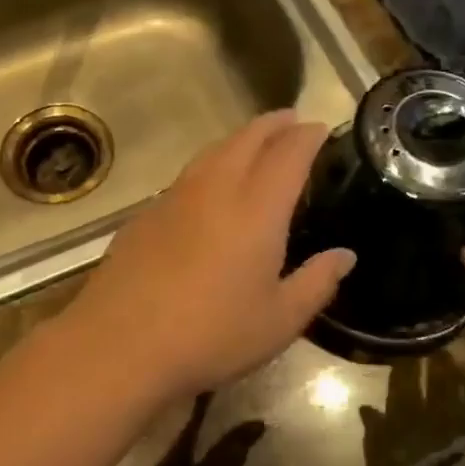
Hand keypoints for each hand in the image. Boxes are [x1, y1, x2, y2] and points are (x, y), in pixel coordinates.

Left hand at [55, 111, 354, 402]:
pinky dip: (211, 165)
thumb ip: (318, 282)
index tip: (320, 128)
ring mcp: (176, 197)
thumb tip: (345, 255)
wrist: (120, 344)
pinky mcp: (146, 213)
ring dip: (240, 139)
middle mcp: (216, 188)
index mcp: (257, 208)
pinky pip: (188, 174)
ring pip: (213, 150)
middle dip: (274, 124)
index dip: (308, 136)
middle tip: (292, 121)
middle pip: (248, 138)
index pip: (289, 153)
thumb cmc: (211, 335)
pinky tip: (210, 188)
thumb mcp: (280, 321)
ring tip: (255, 144)